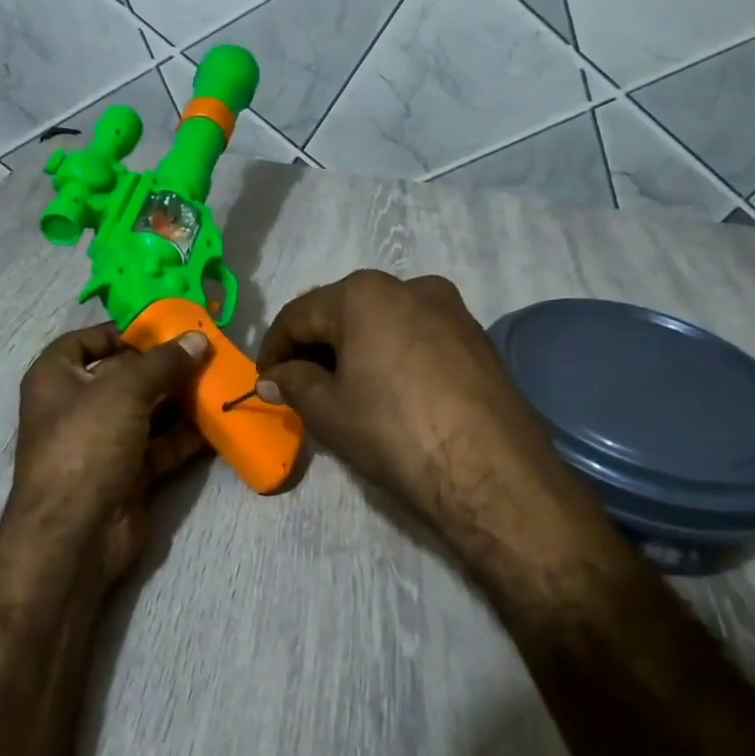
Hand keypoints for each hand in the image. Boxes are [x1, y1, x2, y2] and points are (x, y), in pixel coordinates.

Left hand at [6, 323, 209, 588]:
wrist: (76, 534)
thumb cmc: (86, 444)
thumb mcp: (124, 390)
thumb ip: (163, 362)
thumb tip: (198, 340)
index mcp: (56, 377)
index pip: (84, 340)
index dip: (120, 331)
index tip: (162, 326)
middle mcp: (77, 406)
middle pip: (124, 375)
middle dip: (164, 364)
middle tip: (207, 350)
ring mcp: (104, 441)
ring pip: (148, 410)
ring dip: (182, 397)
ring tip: (222, 378)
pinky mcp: (129, 471)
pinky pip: (162, 443)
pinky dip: (187, 433)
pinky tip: (220, 418)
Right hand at [256, 271, 560, 547]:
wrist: (491, 470)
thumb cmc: (394, 430)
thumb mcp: (328, 410)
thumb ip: (292, 383)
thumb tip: (273, 376)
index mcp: (363, 293)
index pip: (299, 314)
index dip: (274, 348)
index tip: (263, 381)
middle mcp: (409, 285)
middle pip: (343, 312)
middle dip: (315, 347)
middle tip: (298, 387)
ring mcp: (450, 308)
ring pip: (382, 322)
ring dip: (354, 350)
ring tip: (343, 391)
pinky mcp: (476, 336)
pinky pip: (417, 336)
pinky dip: (391, 355)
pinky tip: (388, 392)